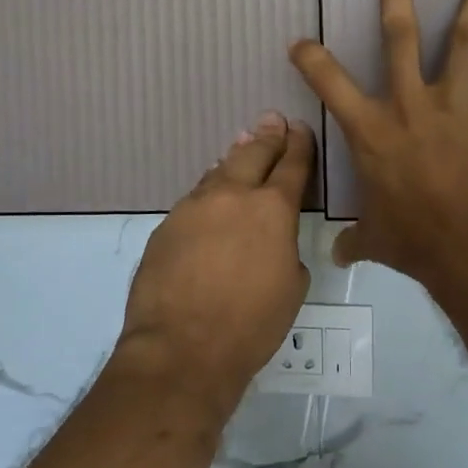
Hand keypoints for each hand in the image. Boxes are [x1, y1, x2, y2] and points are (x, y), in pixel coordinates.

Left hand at [119, 114, 314, 415]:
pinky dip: (209, 189)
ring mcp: (195, 207)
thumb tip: (273, 241)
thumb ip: (287, 251)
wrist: (182, 347)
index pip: (292, 166)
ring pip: (219, 171)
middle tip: (272, 120)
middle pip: (253, 154)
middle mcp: (233, 196)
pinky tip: (210, 191)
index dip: (299, 146)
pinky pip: (195, 198)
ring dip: (234, 157)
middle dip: (267, 136)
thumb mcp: (292, 287)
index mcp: (273, 209)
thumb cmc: (251, 324)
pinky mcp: (166, 225)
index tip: (301, 129)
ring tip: (242, 143)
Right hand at [290, 0, 467, 293]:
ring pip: (465, 41)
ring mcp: (456, 105)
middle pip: (400, 37)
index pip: (330, 84)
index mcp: (372, 130)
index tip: (300, 40)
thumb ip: (356, 240)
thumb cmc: (415, 240)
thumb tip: (336, 257)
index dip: (311, 59)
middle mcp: (410, 104)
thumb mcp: (376, 239)